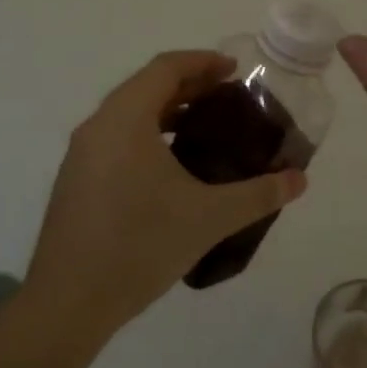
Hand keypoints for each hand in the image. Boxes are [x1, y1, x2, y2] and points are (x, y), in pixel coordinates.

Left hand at [26, 51, 307, 337]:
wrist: (66, 305)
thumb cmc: (139, 246)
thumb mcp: (209, 218)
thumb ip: (258, 194)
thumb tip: (299, 179)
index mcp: (125, 118)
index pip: (166, 67)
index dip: (202, 62)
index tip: (234, 70)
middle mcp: (98, 126)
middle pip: (147, 85)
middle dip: (189, 84)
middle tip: (228, 97)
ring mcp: (81, 154)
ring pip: (129, 113)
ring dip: (167, 110)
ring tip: (205, 128)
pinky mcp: (76, 180)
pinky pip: (117, 138)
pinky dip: (148, 134)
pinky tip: (172, 167)